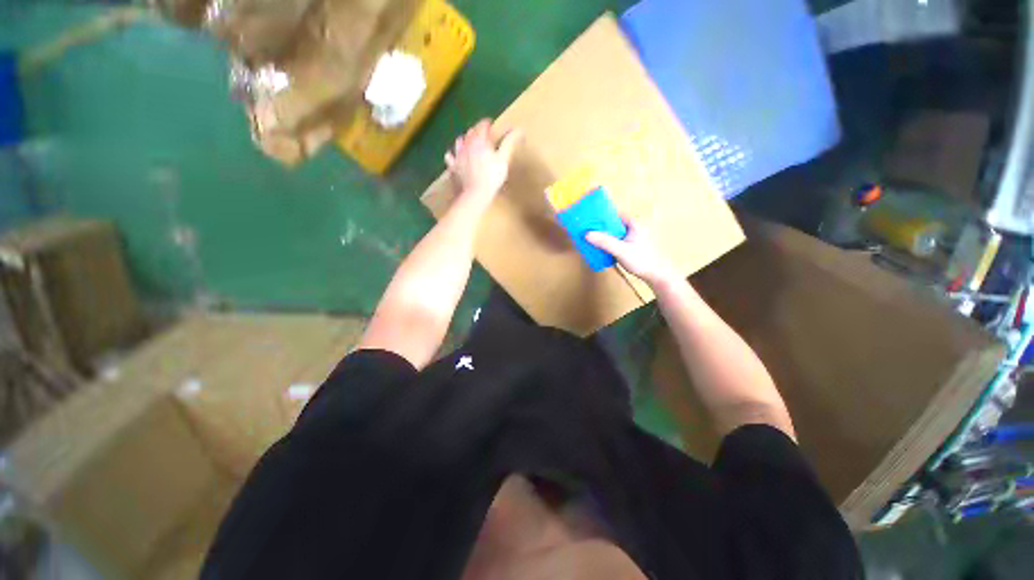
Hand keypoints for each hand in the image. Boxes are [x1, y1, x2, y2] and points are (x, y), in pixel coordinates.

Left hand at [445, 119, 521, 198]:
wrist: (474, 194)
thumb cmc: (491, 177)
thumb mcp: (504, 159)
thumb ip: (510, 142)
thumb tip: (519, 129)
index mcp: (480, 140)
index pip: (482, 125)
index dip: (488, 123)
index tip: (491, 125)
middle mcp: (466, 144)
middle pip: (470, 132)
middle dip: (476, 131)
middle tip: (482, 135)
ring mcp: (457, 155)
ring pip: (459, 141)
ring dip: (464, 140)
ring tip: (468, 143)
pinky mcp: (452, 167)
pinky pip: (449, 157)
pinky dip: (452, 154)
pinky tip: (455, 157)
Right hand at [585, 217, 677, 287]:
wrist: (654, 274)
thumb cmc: (641, 260)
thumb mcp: (621, 250)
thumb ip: (605, 242)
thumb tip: (587, 234)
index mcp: (632, 224)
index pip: (615, 214)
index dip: (602, 214)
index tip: (589, 217)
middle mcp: (631, 229)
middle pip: (612, 224)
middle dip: (599, 226)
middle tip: (586, 229)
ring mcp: (630, 238)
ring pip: (612, 233)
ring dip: (602, 236)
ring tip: (589, 238)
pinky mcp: (628, 247)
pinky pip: (614, 242)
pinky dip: (606, 243)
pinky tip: (598, 248)